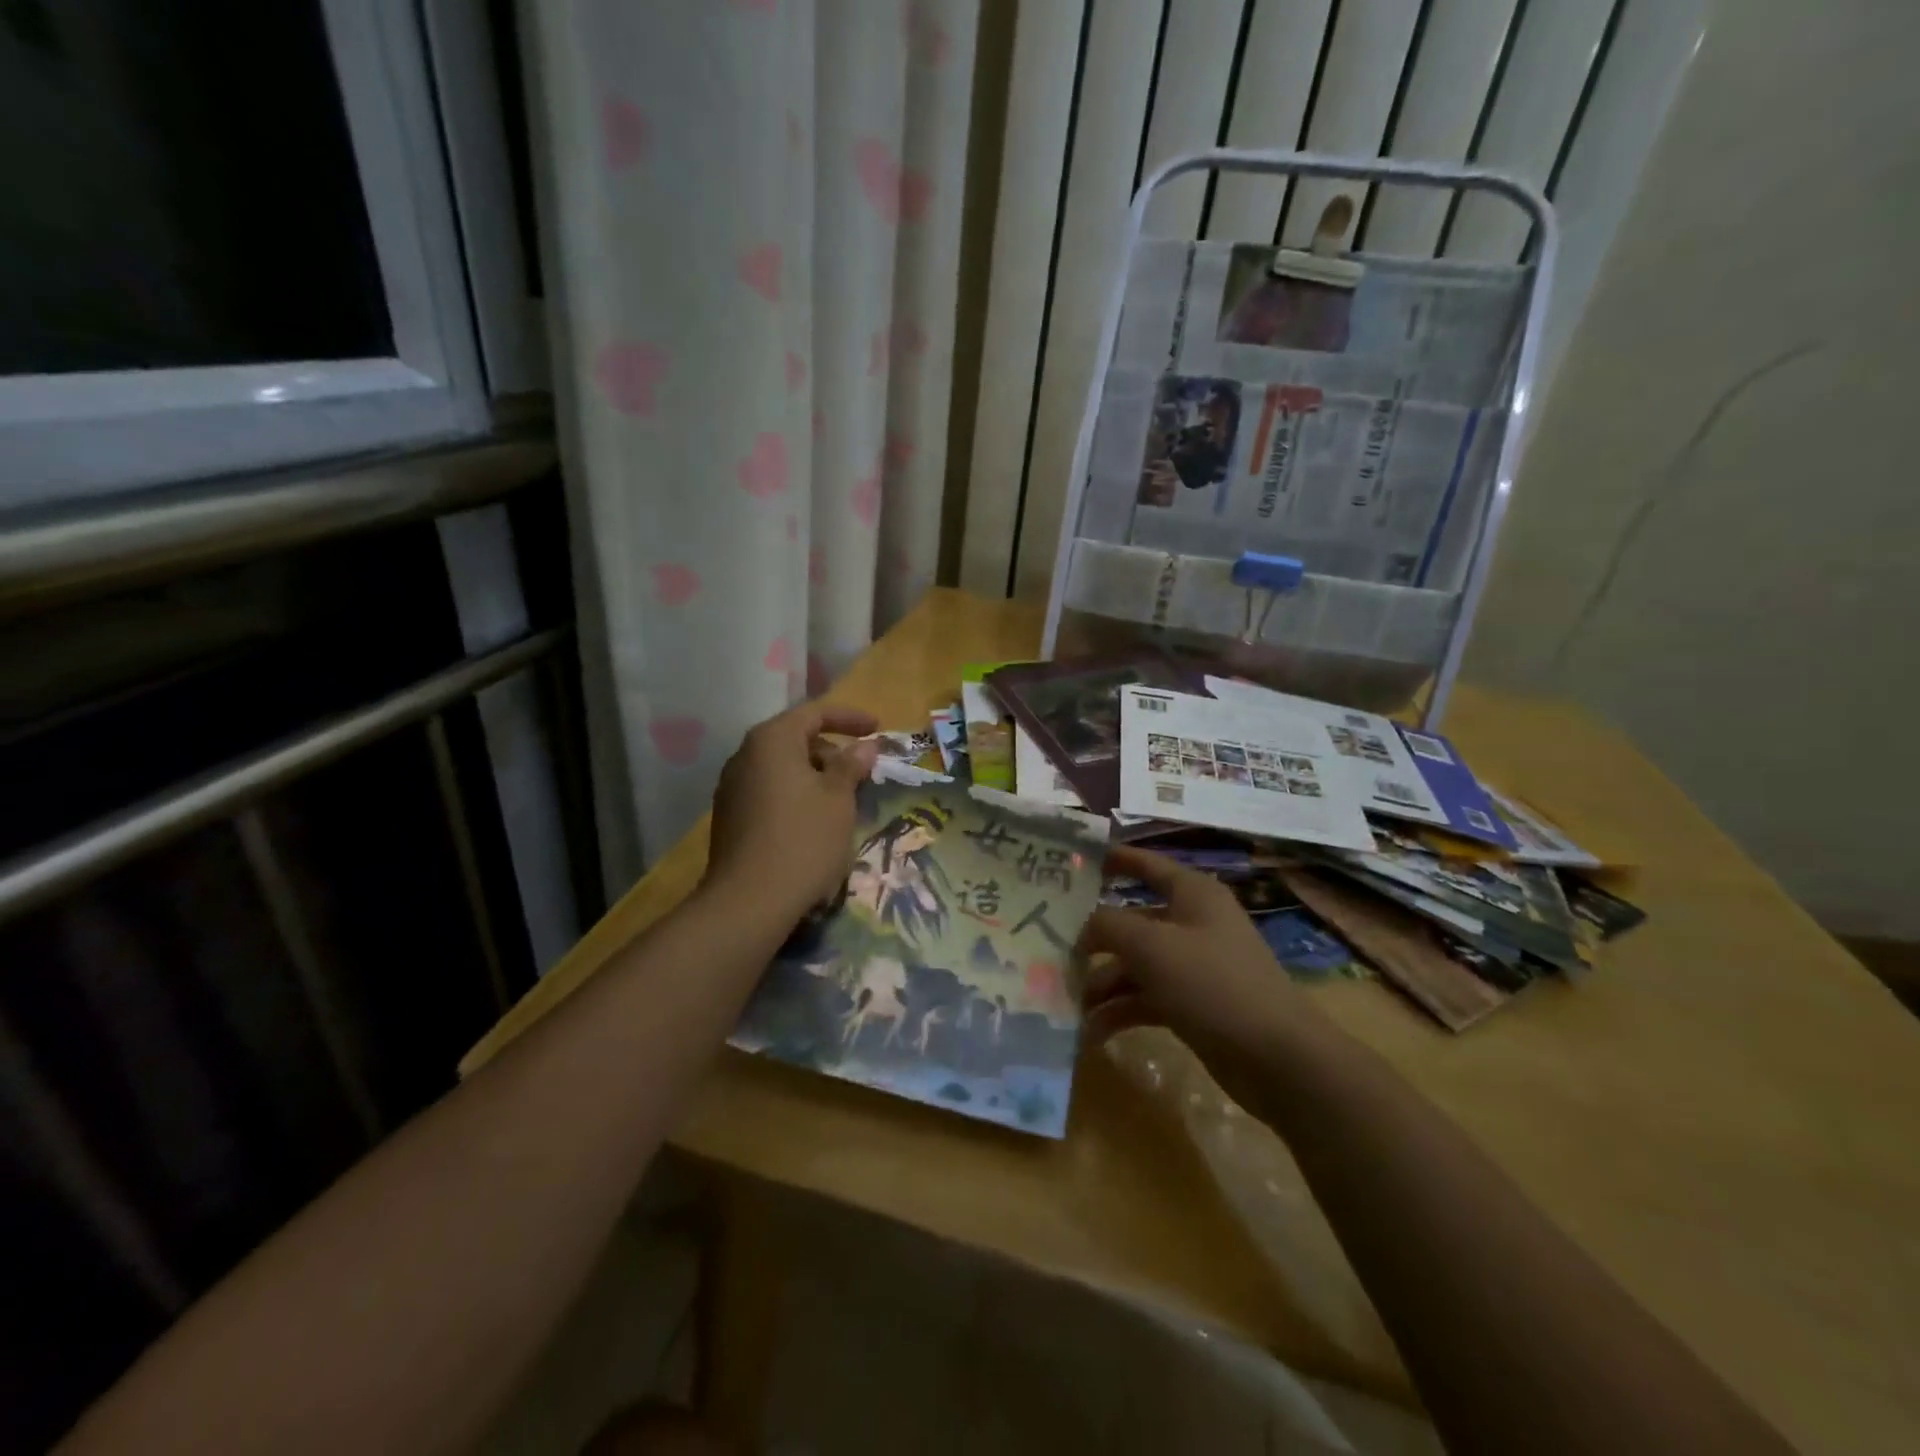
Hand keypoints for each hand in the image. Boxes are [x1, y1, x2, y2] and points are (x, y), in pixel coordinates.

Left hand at [703, 701, 880, 919]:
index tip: (877, 728)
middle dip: (832, 751)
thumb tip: (865, 745)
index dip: (849, 718)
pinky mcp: (729, 818)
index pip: (814, 713)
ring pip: (782, 769)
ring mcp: (732, 788)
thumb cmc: (803, 840)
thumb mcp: (838, 799)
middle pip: (795, 739)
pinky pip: (769, 792)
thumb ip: (852, 765)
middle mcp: (745, 756)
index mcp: (771, 741)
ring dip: (814, 776)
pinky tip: (814, 822)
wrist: (748, 902)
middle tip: (861, 772)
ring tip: (842, 800)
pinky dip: (795, 795)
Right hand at [1082, 845, 1317, 1100]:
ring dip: (1102, 983)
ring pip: (1135, 965)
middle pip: (1131, 921)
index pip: (1146, 864)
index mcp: (1192, 894)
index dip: (1112, 859)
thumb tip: (1082, 927)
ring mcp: (1193, 966)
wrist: (1278, 1059)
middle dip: (1093, 939)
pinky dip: (1120, 1011)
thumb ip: (1107, 926)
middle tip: (1051, 950)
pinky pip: (1146, 998)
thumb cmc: (1213, 983)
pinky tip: (1092, 1032)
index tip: (1073, 861)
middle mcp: (1192, 923)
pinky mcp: (1193, 1004)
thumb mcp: (1152, 946)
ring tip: (1068, 1005)